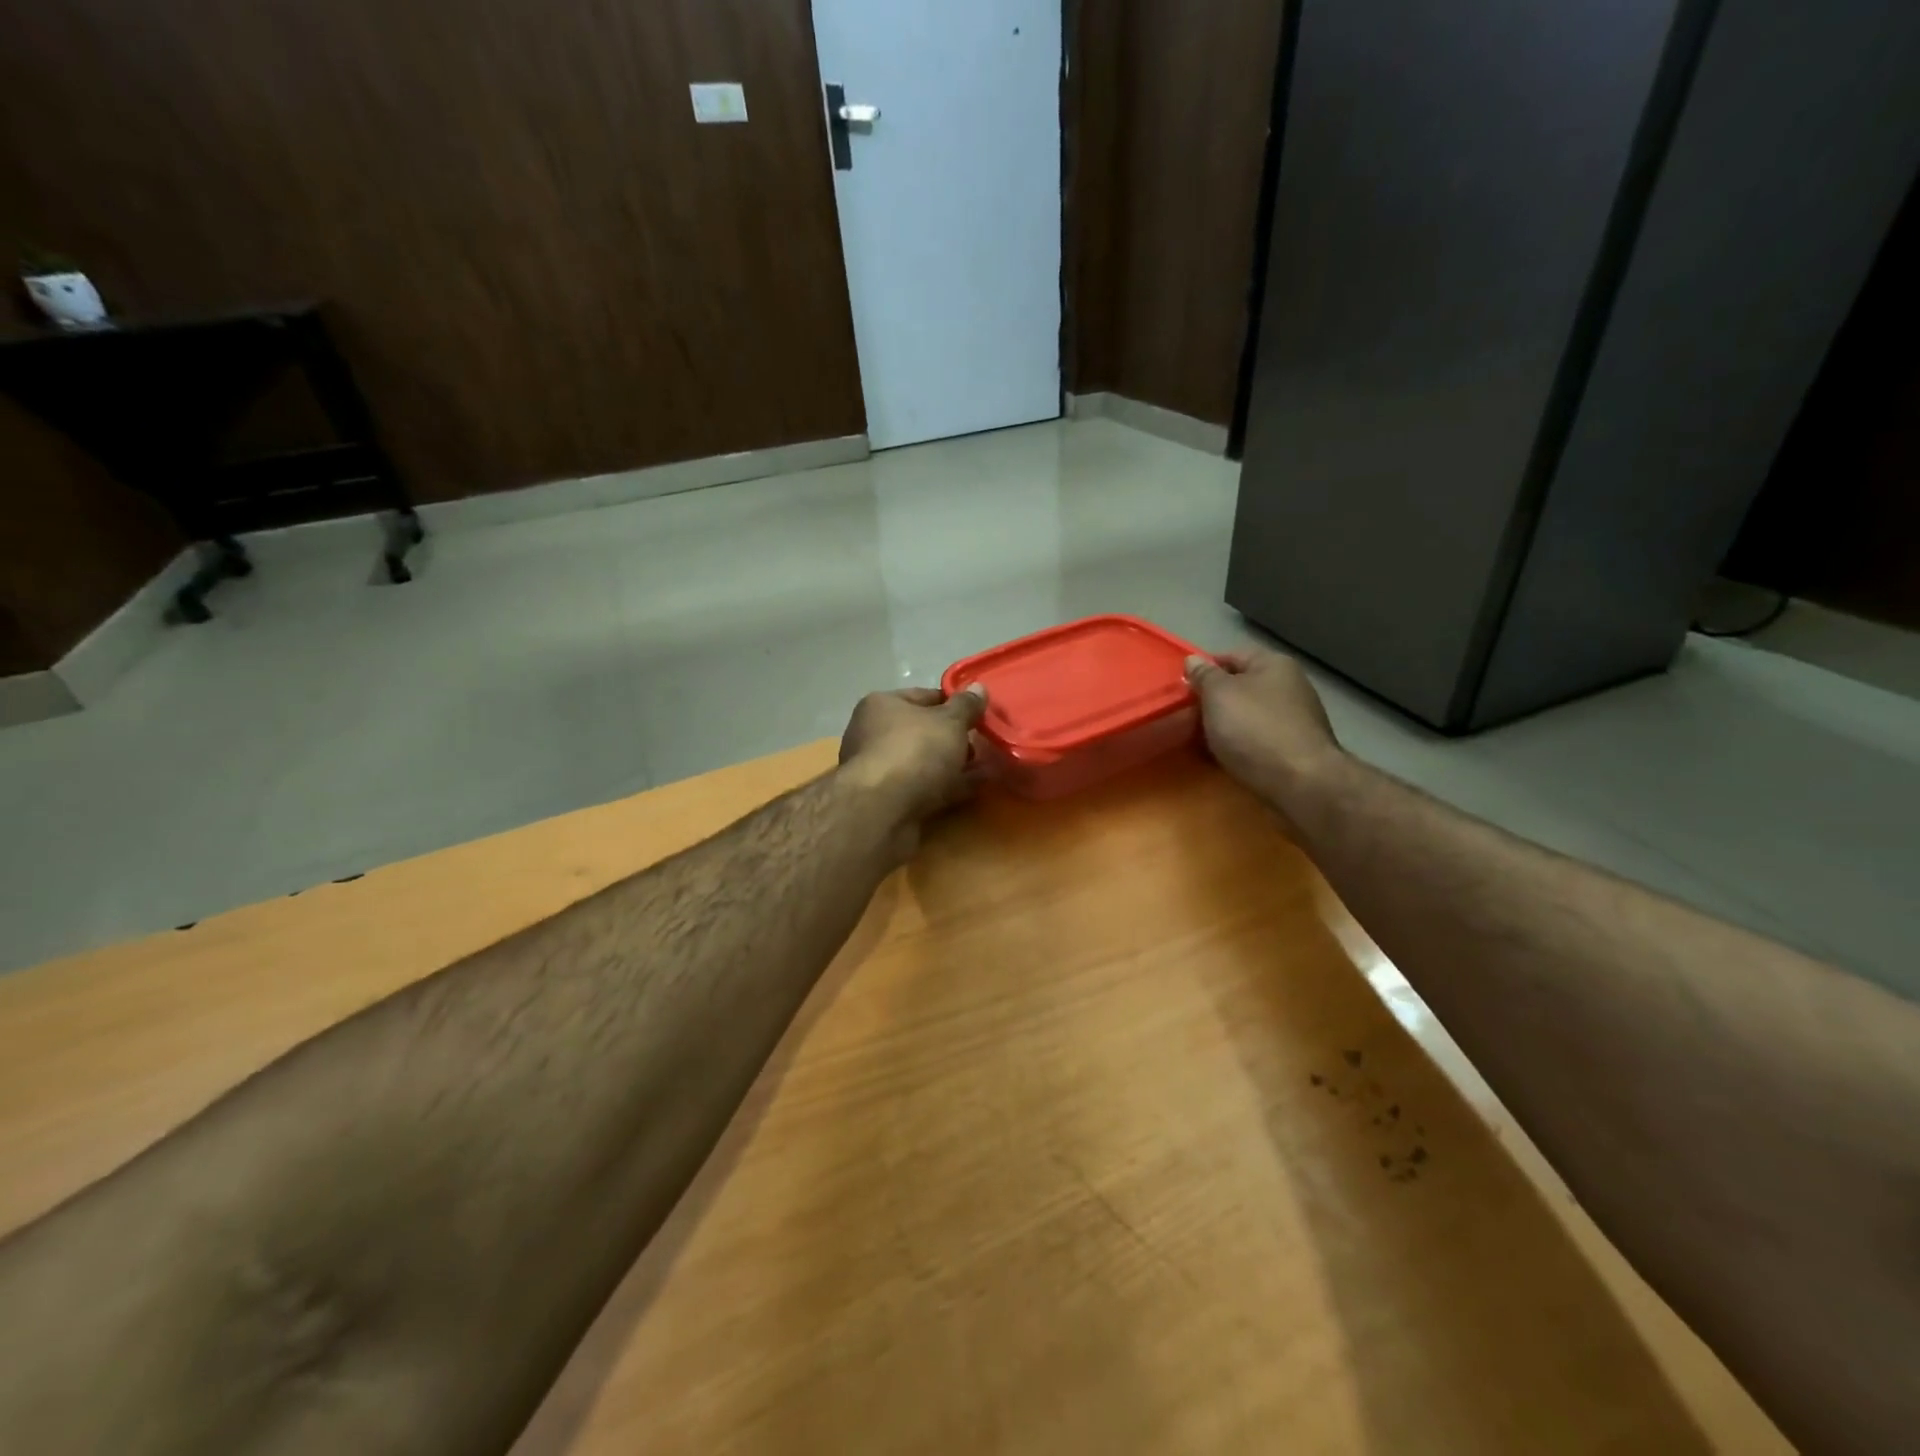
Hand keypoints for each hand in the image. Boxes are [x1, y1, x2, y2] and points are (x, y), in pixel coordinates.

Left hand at [838, 684, 988, 826]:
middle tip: (985, 742)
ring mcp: (881, 770)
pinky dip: (949, 787)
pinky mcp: (889, 801)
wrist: (884, 810)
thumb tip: (978, 688)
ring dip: (955, 764)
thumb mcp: (949, 721)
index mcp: (882, 705)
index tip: (980, 713)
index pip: (924, 696)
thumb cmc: (915, 751)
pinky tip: (978, 787)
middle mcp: (874, 734)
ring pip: (926, 762)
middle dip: (955, 738)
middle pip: (923, 731)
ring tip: (990, 765)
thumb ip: (966, 705)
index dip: (954, 703)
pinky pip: (927, 787)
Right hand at [1184, 649, 1343, 810]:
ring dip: (1227, 726)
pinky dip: (1242, 746)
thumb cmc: (1254, 729)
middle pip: (1242, 687)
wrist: (1300, 782)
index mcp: (1274, 664)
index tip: (1182, 690)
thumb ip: (1204, 676)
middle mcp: (1291, 686)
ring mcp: (1297, 719)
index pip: (1231, 656)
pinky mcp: (1297, 749)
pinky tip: (1227, 759)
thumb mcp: (1218, 695)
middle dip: (1214, 702)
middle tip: (1188, 718)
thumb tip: (1193, 660)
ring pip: (1250, 716)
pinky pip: (1260, 741)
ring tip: (1203, 742)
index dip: (1204, 670)